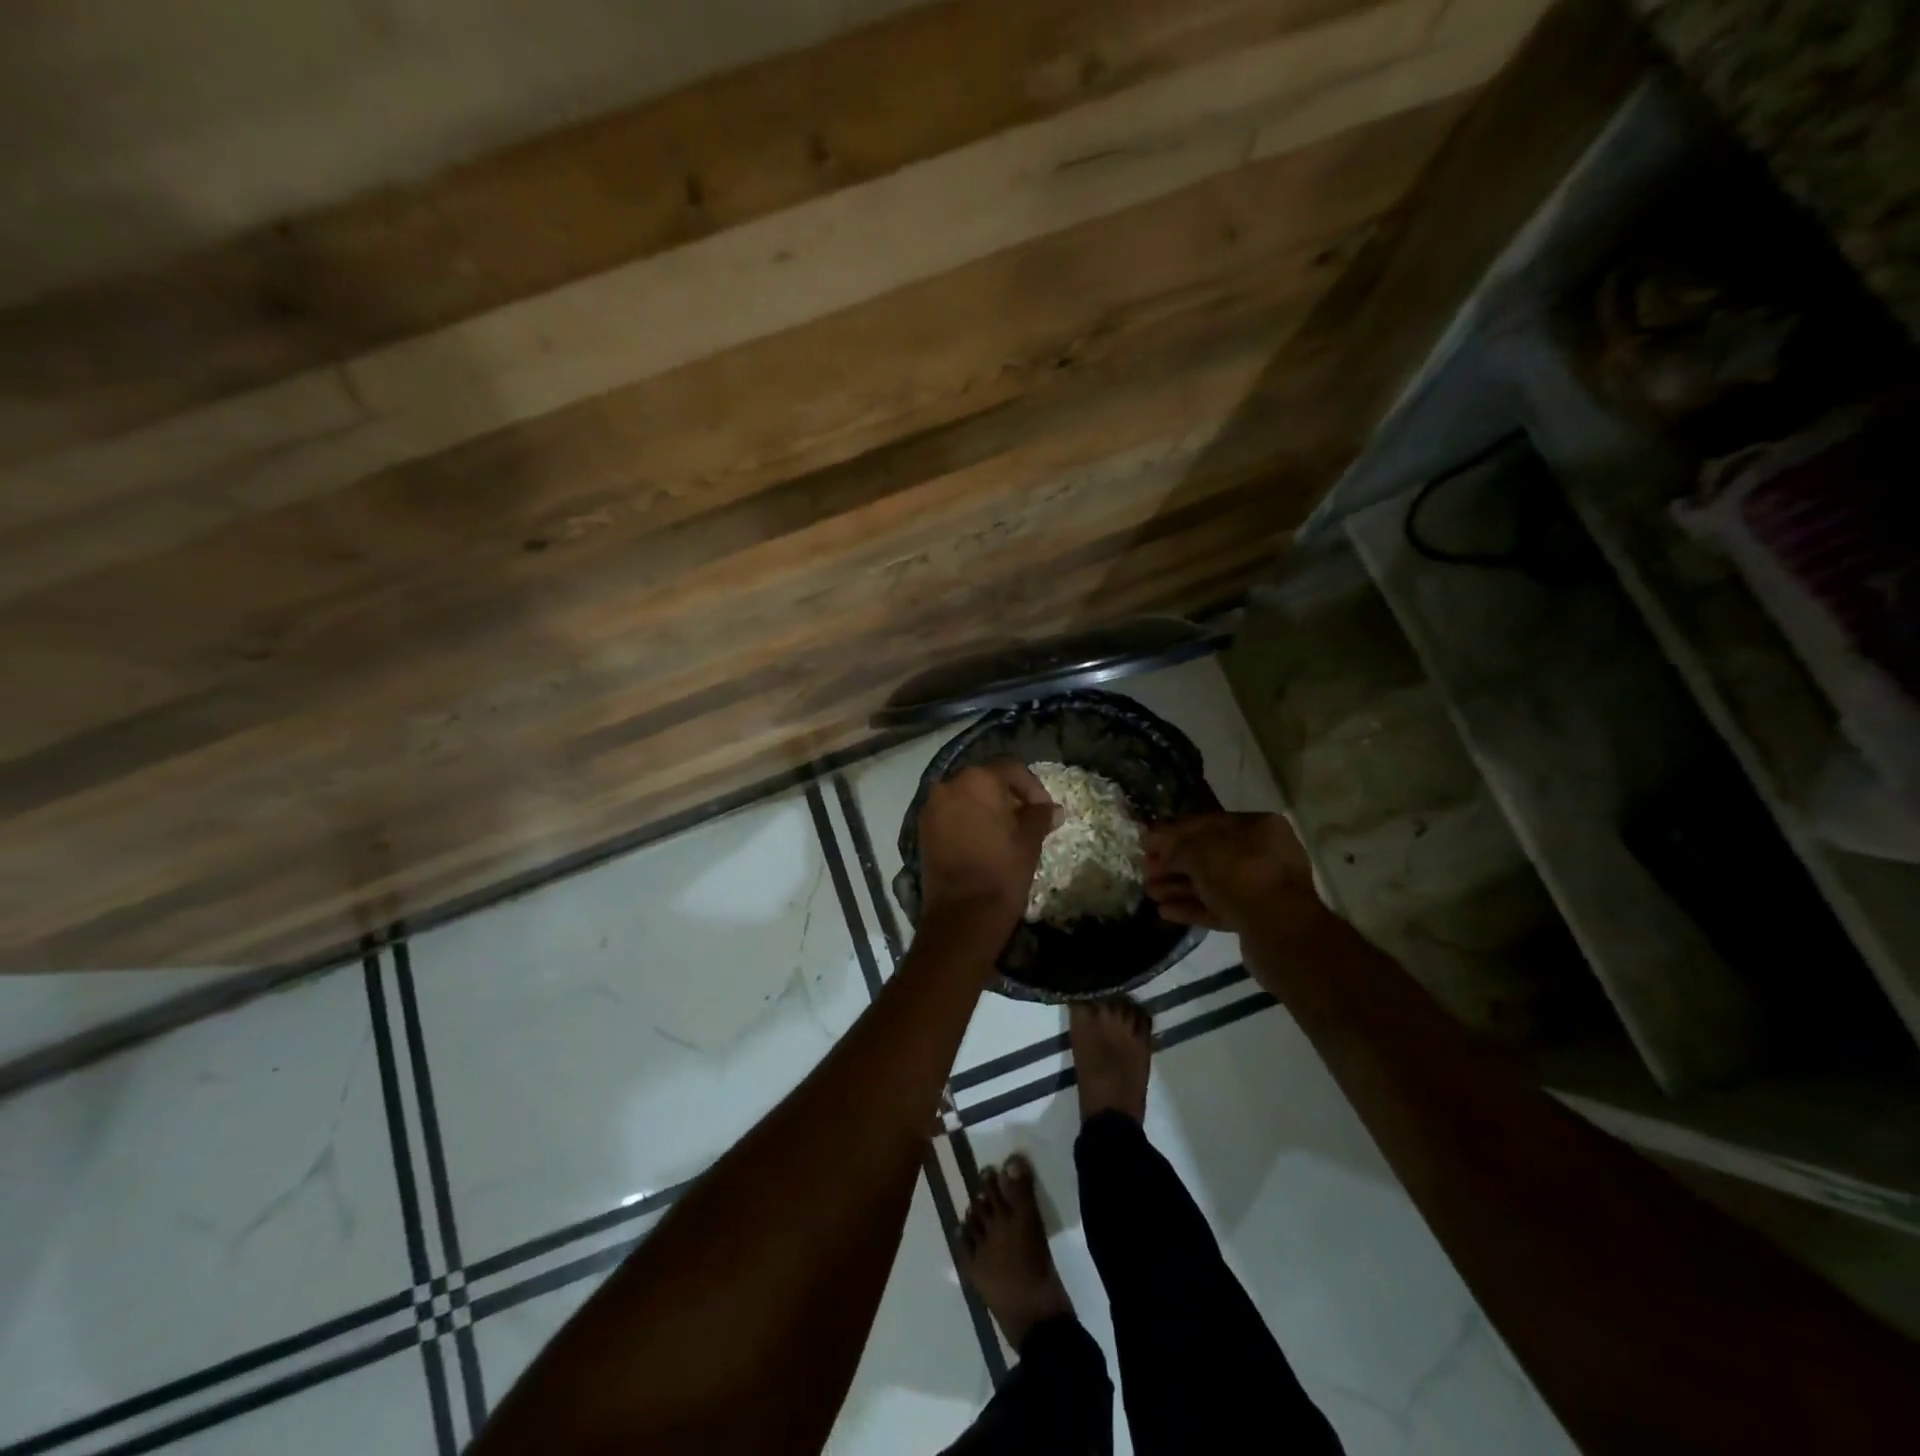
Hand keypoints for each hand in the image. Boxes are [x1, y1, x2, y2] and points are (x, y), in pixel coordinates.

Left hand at [917, 761, 1058, 931]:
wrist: (962, 915)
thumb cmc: (1002, 871)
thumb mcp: (1029, 840)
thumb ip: (1040, 816)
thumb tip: (1051, 809)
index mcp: (978, 780)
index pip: (1011, 768)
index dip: (1032, 786)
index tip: (1045, 809)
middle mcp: (949, 784)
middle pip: (985, 778)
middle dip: (1008, 794)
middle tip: (1027, 818)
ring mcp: (932, 806)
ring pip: (966, 795)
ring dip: (986, 806)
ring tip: (1006, 830)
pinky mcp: (923, 828)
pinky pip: (951, 812)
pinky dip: (968, 818)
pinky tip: (984, 839)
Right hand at [1142, 812, 1329, 941]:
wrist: (1280, 931)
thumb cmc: (1240, 875)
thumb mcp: (1200, 851)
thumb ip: (1175, 845)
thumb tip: (1152, 839)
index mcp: (1258, 827)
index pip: (1207, 822)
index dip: (1173, 831)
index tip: (1146, 841)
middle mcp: (1263, 853)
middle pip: (1208, 854)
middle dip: (1173, 862)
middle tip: (1145, 869)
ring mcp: (1261, 887)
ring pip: (1211, 882)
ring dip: (1178, 886)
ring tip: (1150, 892)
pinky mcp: (1255, 918)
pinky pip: (1218, 907)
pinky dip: (1192, 907)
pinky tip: (1165, 911)